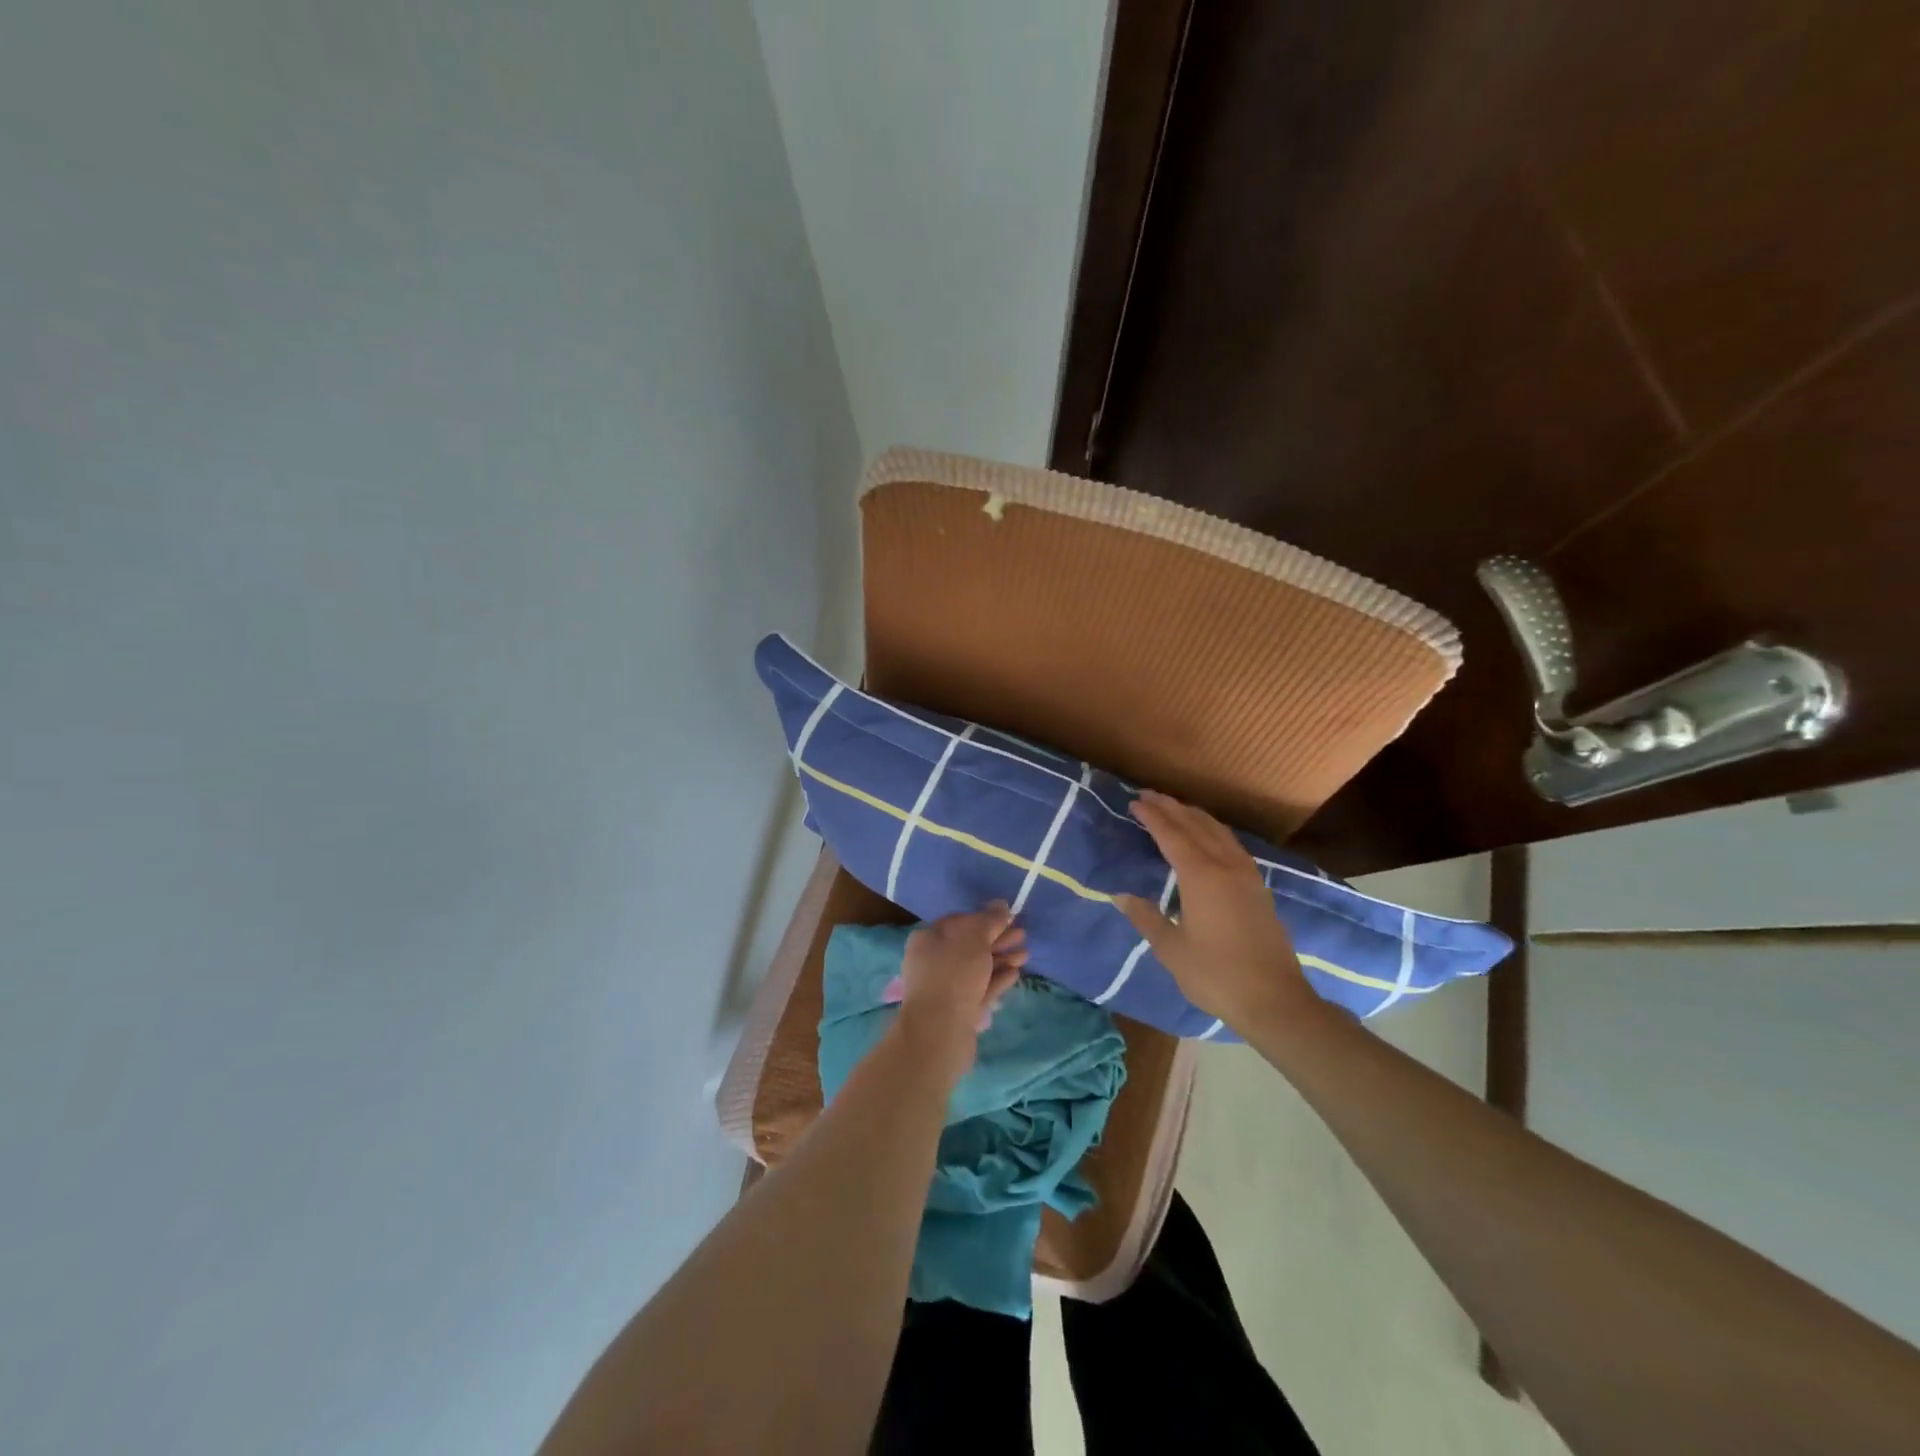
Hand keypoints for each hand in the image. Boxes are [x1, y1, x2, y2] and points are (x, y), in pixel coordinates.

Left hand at [886, 903, 1025, 1083]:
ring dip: (1002, 959)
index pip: (959, 921)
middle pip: (970, 945)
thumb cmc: (954, 973)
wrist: (940, 1031)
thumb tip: (1001, 904)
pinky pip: (980, 988)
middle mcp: (933, 961)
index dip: (984, 918)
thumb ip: (990, 919)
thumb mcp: (974, 937)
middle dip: (998, 939)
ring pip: (977, 968)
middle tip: (1023, 934)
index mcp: (928, 938)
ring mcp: (945, 987)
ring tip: (1026, 954)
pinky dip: (997, 979)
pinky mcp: (958, 1010)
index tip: (1008, 917)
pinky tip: (1015, 974)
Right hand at [1114, 791, 1318, 1032]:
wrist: (1274, 1000)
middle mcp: (1225, 866)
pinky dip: (1213, 831)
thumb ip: (1146, 918)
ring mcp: (1247, 875)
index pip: (1171, 835)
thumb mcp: (1171, 950)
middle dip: (1171, 808)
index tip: (1135, 802)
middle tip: (1149, 796)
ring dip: (1194, 816)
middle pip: (1196, 825)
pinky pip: (1232, 844)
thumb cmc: (1216, 975)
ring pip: (1218, 832)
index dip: (1152, 816)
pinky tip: (1209, 837)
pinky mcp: (1259, 888)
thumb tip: (1120, 896)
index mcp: (1200, 876)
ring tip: (1175, 808)